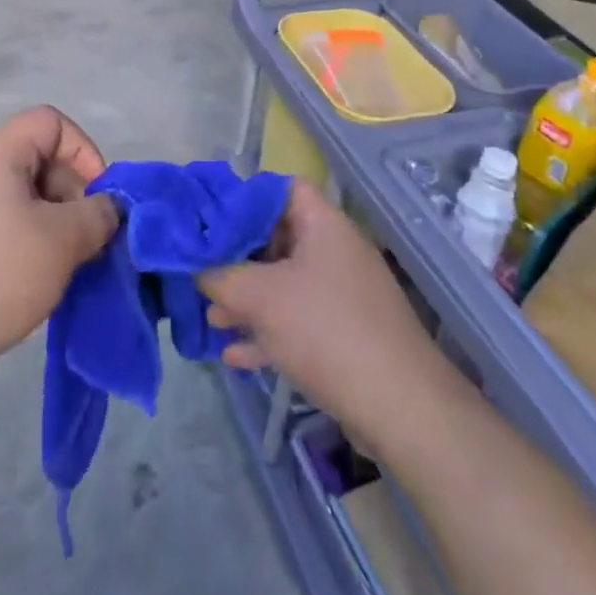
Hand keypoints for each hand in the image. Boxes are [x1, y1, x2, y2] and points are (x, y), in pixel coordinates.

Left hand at [0, 107, 116, 385]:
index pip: (50, 121)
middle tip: (82, 239)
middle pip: (35, 158)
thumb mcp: (62, 243)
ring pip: (18, 197)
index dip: (83, 151)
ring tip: (58, 266)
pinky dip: (21, 242)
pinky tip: (25, 282)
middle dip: (69, 193)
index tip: (96, 199)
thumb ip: (97, 216)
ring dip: (49, 223)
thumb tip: (106, 208)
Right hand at [199, 182, 459, 457]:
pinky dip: (267, 332)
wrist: (398, 405)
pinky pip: (297, 321)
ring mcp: (342, 294)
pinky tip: (235, 354)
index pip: (281, 189)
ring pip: (284, 283)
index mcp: (324, 224)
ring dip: (247, 298)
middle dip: (237, 256)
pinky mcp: (344, 333)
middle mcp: (335, 251)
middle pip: (278, 238)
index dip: (244, 197)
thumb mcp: (260, 296)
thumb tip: (197, 268)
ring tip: (211, 316)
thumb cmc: (324, 329)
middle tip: (201, 271)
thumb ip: (220, 276)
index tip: (208, 218)